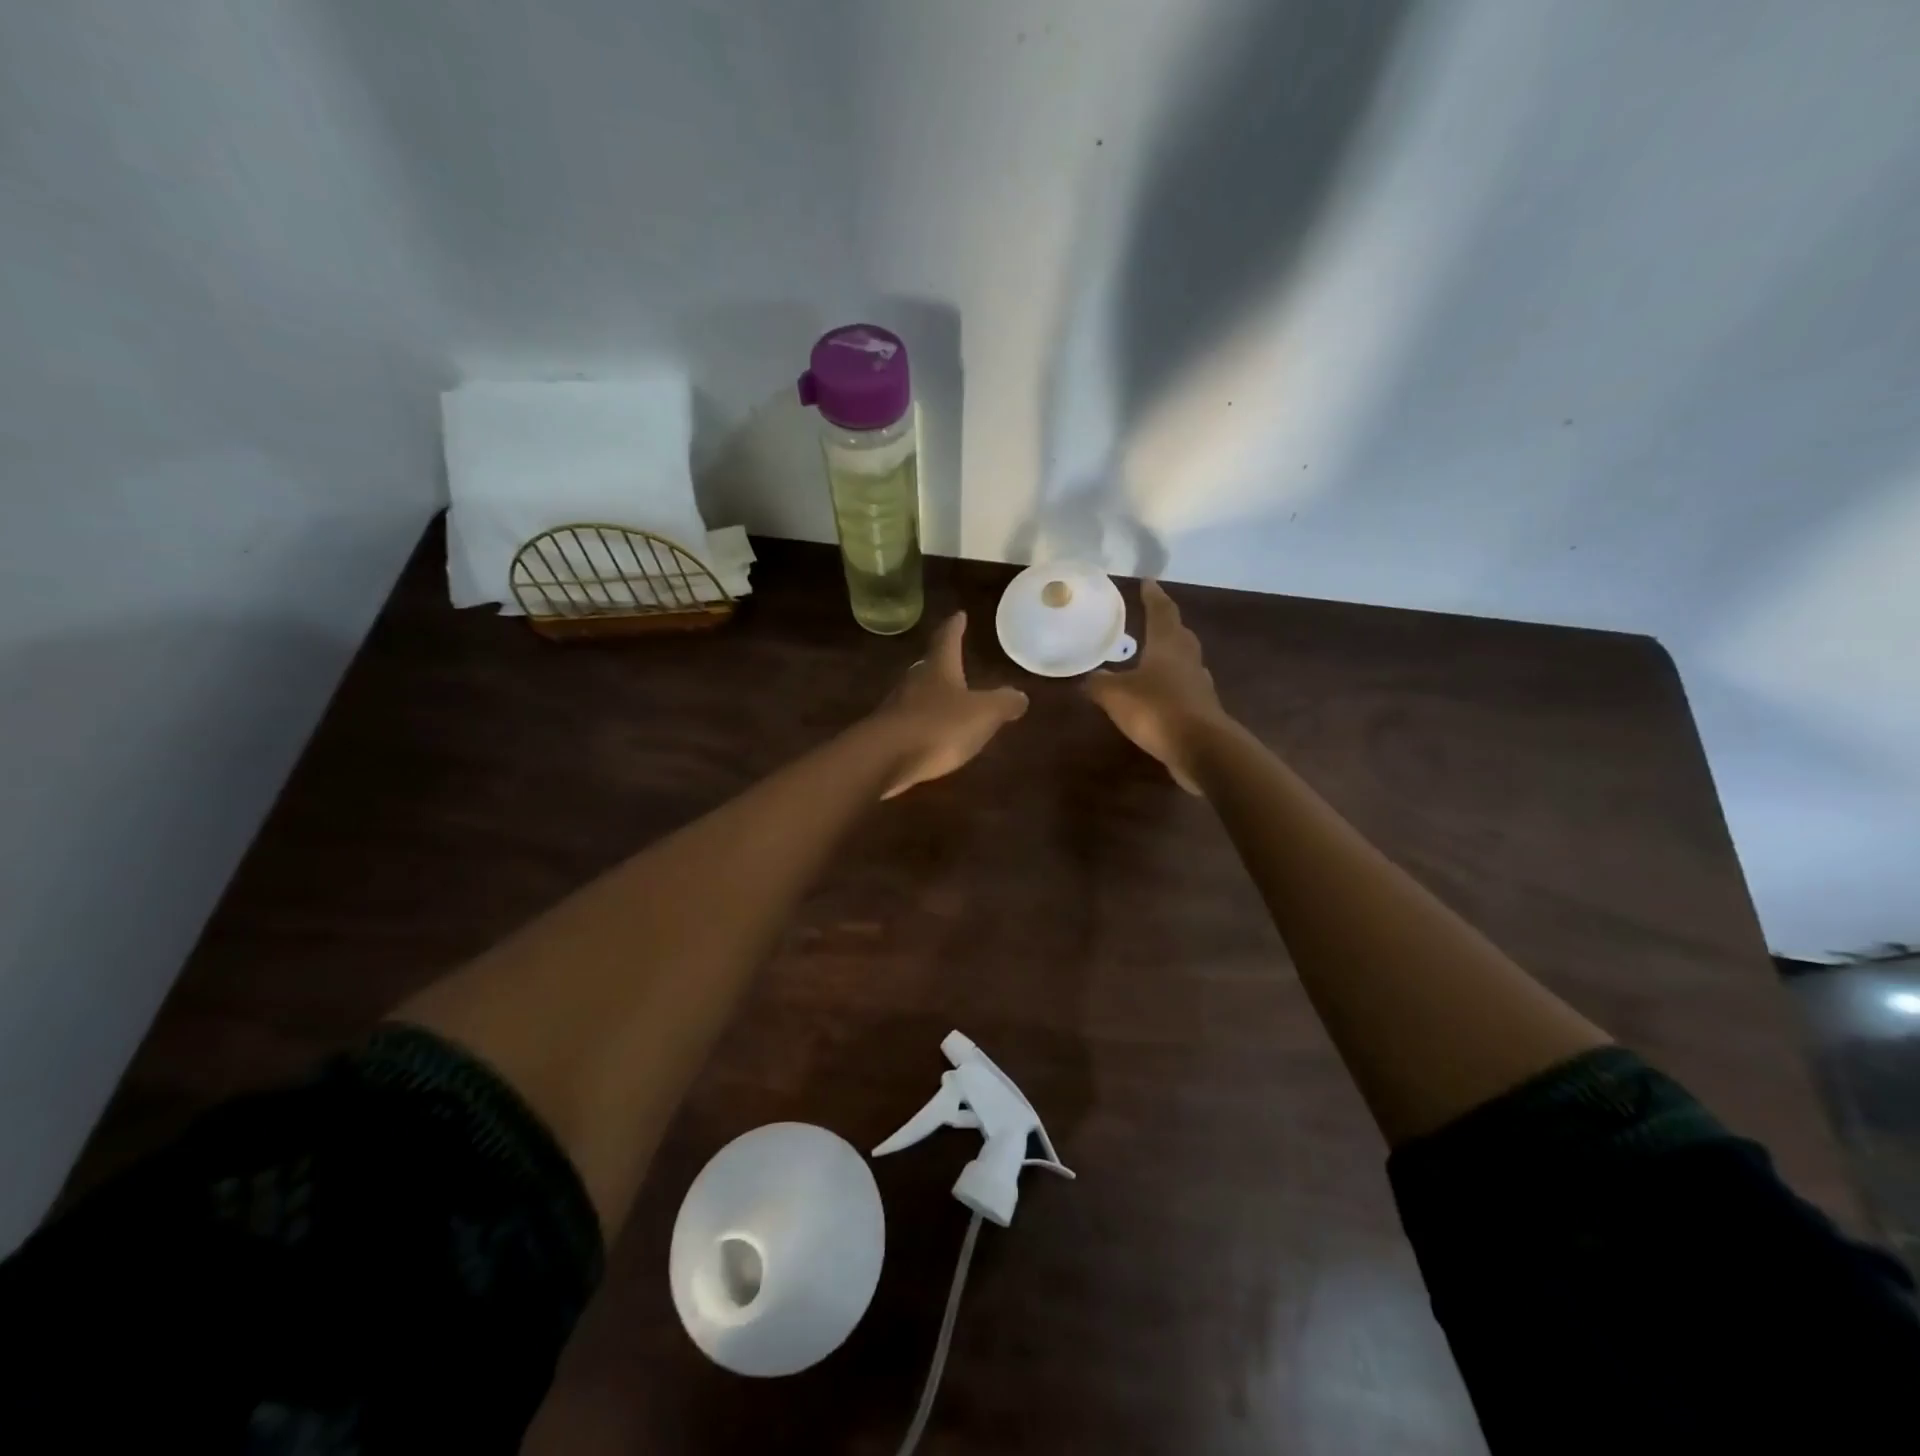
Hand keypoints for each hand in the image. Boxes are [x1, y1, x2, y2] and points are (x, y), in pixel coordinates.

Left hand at [874, 612, 1028, 799]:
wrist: (884, 758)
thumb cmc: (938, 727)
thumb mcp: (983, 714)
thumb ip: (1003, 703)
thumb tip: (1020, 695)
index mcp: (938, 669)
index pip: (947, 639)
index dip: (955, 627)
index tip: (959, 615)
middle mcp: (915, 683)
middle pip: (929, 666)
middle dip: (942, 663)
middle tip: (953, 659)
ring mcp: (897, 709)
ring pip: (918, 695)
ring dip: (932, 695)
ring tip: (947, 699)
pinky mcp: (888, 735)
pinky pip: (910, 723)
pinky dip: (923, 724)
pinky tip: (932, 736)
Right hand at [1085, 580, 1225, 793]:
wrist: (1201, 748)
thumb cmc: (1156, 709)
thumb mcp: (1116, 695)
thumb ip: (1099, 684)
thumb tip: (1086, 678)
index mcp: (1167, 645)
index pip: (1161, 612)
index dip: (1153, 597)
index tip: (1148, 582)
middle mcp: (1187, 660)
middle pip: (1179, 634)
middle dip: (1166, 624)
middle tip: (1152, 618)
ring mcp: (1198, 686)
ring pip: (1184, 662)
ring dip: (1170, 656)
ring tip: (1151, 657)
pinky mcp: (1201, 710)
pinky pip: (1183, 689)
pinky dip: (1170, 686)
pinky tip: (1158, 696)